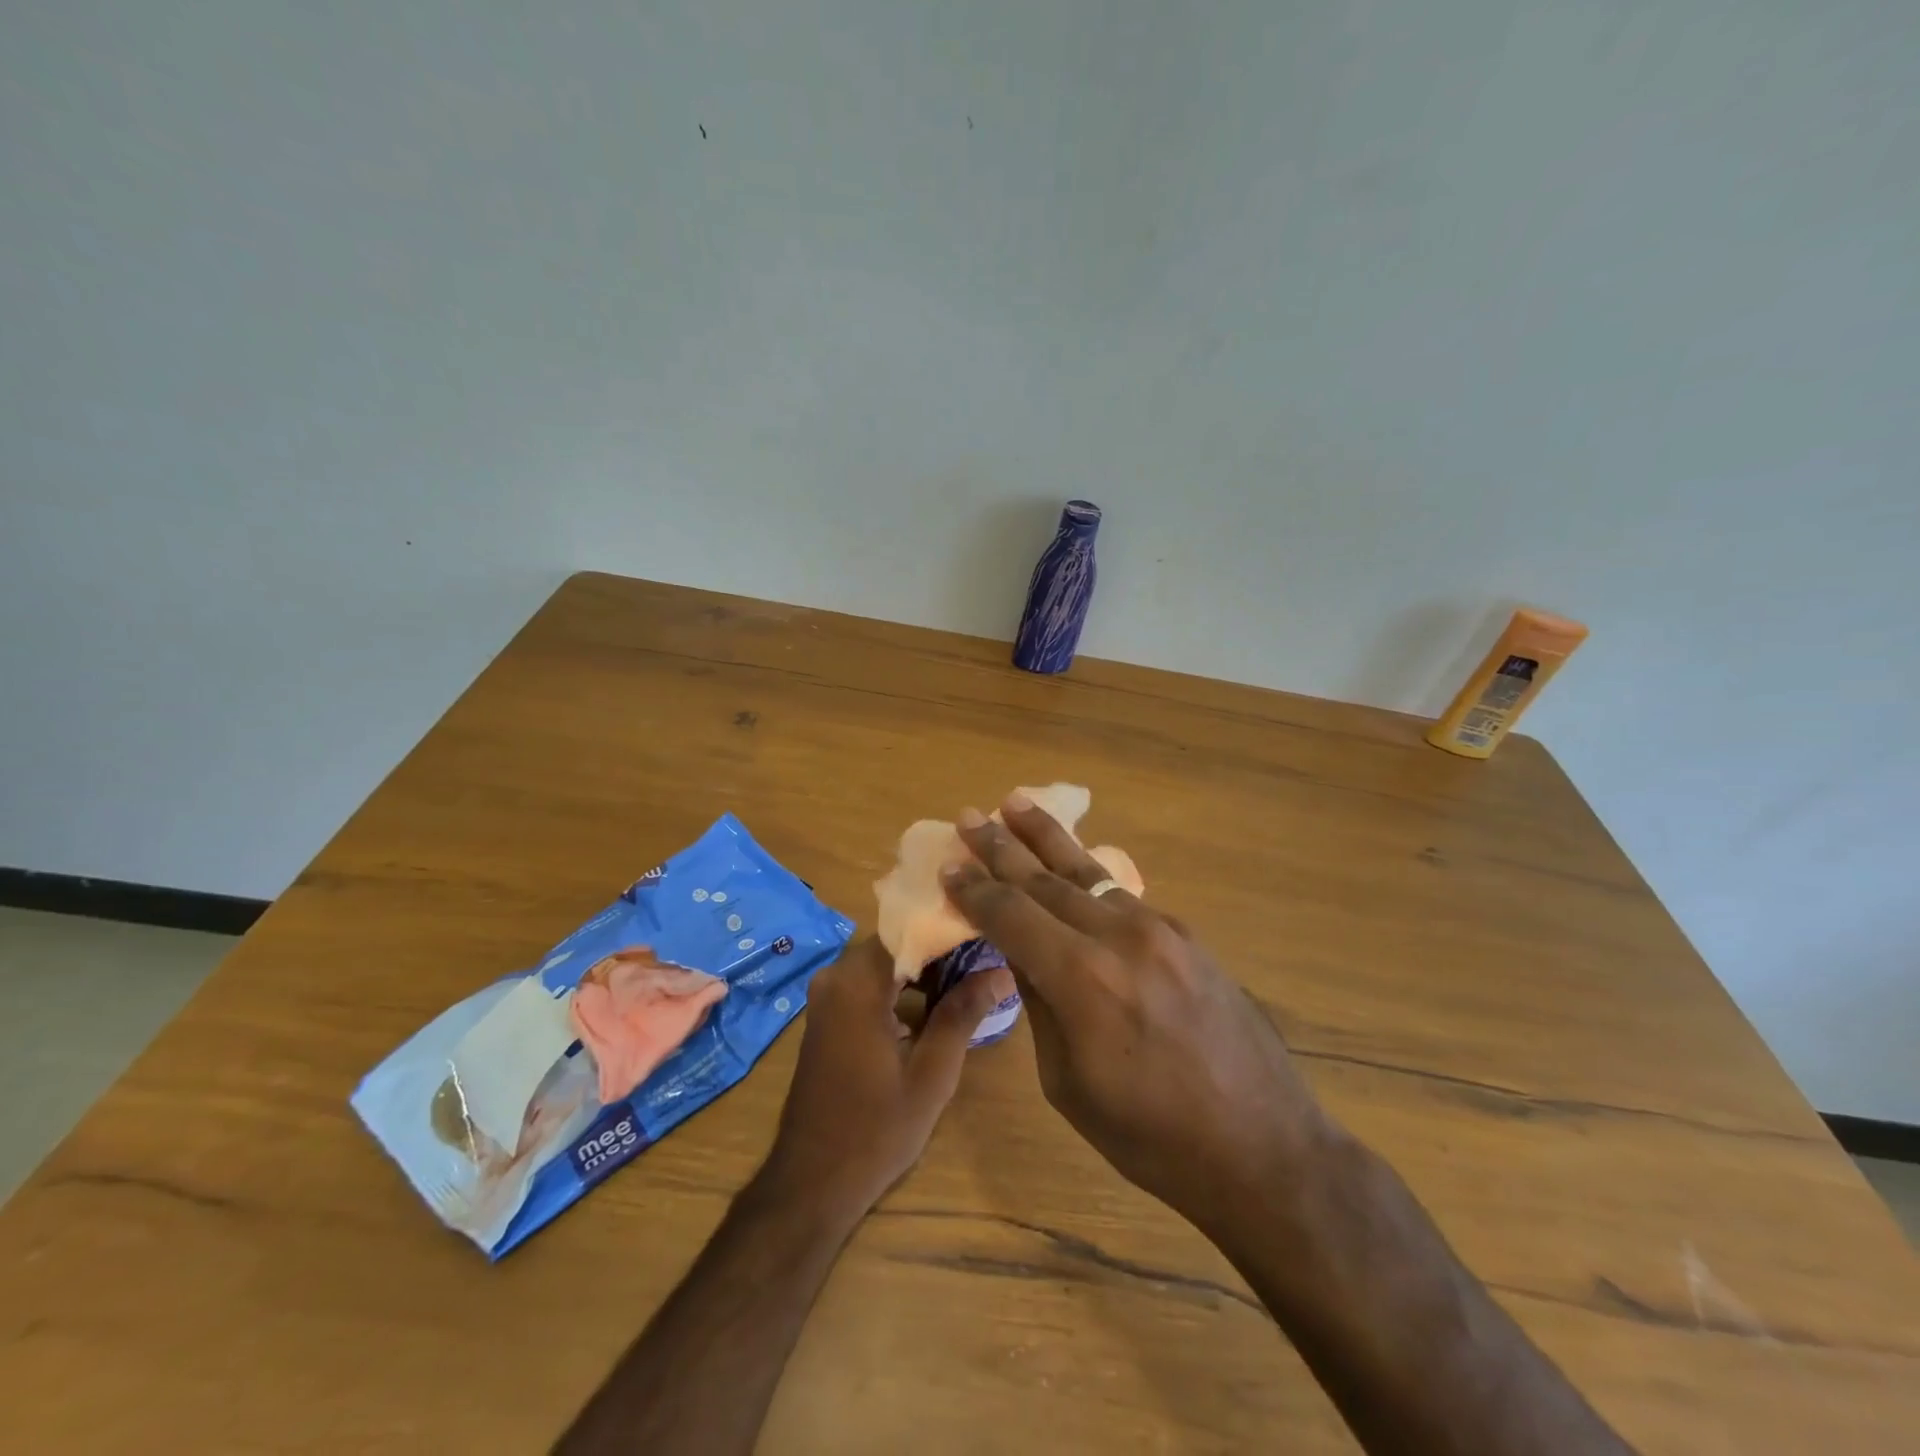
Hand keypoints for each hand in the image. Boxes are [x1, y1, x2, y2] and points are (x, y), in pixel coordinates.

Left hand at [766, 937, 1012, 1218]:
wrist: (812, 1182)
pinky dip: (902, 984)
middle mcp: (836, 976)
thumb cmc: (875, 1130)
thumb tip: (1001, 971)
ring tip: (973, 973)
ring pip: (885, 960)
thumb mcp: (931, 1074)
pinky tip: (938, 1001)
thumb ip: (963, 1014)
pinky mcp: (828, 1013)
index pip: (910, 928)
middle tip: (989, 952)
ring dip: (924, 967)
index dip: (950, 927)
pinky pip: (870, 981)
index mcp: (857, 983)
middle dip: (941, 946)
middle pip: (897, 941)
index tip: (990, 929)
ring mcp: (828, 995)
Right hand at [943, 796, 1330, 1235]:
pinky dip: (1088, 877)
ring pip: (1089, 872)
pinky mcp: (1187, 935)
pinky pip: (1122, 896)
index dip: (976, 891)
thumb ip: (1040, 1004)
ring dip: (1047, 839)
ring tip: (1016, 803)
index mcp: (1082, 979)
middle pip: (1046, 879)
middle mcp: (1120, 936)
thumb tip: (1021, 952)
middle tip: (970, 816)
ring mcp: (1160, 929)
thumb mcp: (1069, 1082)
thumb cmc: (1150, 1136)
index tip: (948, 869)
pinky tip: (1072, 866)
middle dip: (1002, 847)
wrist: (1261, 1146)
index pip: (1012, 916)